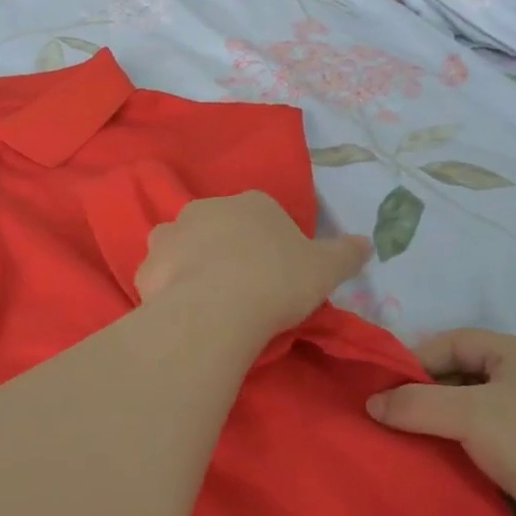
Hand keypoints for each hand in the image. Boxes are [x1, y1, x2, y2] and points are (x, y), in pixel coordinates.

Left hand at [135, 193, 370, 341]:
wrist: (217, 309)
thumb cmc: (277, 281)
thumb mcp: (326, 269)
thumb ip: (347, 253)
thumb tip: (367, 243)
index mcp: (252, 203)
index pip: (263, 214)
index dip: (271, 243)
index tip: (278, 273)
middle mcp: (208, 208)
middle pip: (220, 226)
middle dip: (228, 249)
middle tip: (244, 288)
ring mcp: (172, 234)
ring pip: (184, 245)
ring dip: (193, 264)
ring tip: (210, 300)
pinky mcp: (148, 266)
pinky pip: (162, 275)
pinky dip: (170, 288)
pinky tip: (185, 312)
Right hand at [367, 330, 515, 515]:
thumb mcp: (472, 413)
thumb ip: (416, 403)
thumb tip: (371, 404)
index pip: (454, 341)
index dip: (416, 358)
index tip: (380, 386)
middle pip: (460, 378)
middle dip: (422, 395)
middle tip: (381, 416)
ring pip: (469, 417)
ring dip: (436, 429)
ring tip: (394, 443)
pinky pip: (482, 450)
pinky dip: (455, 455)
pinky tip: (427, 468)